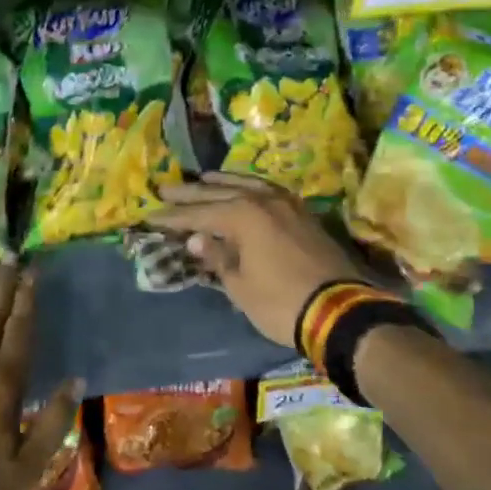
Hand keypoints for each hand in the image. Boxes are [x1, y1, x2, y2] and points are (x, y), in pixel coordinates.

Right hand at [153, 173, 364, 347]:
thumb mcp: (241, 286)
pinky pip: (266, 190)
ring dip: (221, 182)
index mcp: (242, 215)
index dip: (173, 218)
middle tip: (164, 190)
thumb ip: (217, 257)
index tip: (150, 216)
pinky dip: (248, 187)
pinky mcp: (302, 213)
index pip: (199, 214)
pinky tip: (244, 189)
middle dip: (190, 194)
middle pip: (219, 192)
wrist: (341, 311)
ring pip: (246, 185)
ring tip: (202, 178)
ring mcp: (286, 204)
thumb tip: (196, 240)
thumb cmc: (281, 302)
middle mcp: (262, 200)